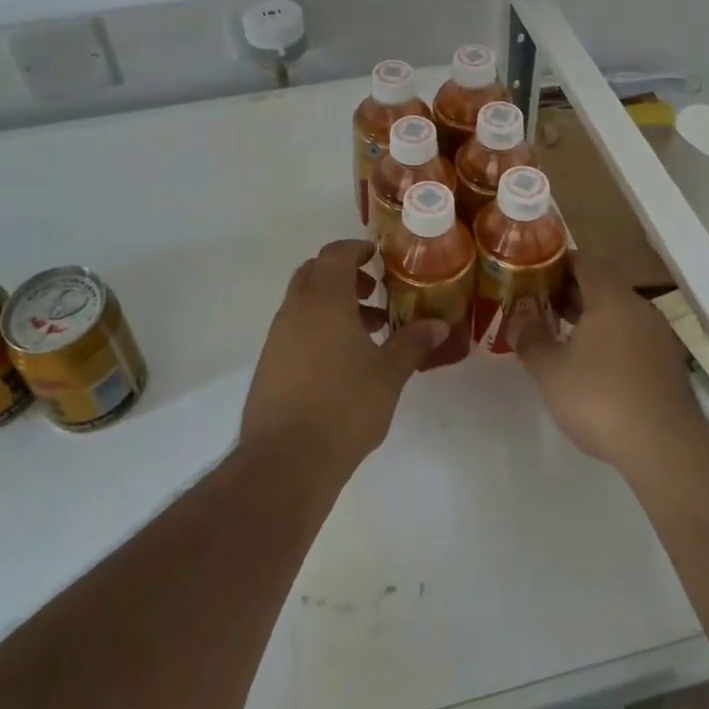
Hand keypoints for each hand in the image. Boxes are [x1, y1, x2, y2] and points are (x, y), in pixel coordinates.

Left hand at [241, 240, 447, 471]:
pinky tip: (342, 362)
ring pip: (305, 302)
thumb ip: (412, 343)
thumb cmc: (344, 406)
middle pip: (315, 273)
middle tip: (374, 293)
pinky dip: (318, 328)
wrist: (286, 460)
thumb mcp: (389, 374)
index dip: (356, 249)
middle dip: (344, 276)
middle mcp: (295, 308)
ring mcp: (278, 336)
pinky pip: (296, 328)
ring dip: (333, 305)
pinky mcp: (269, 363)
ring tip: (368, 332)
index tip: (377, 256)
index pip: (335, 254)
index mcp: (324, 299)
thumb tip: (439, 324)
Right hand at [510, 264, 700, 471]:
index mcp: (611, 298)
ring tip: (559, 335)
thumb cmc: (601, 398)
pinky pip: (632, 339)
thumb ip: (530, 339)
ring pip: (617, 315)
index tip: (532, 273)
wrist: (666, 449)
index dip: (555, 264)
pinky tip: (591, 366)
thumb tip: (516, 319)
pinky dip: (609, 341)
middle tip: (537, 304)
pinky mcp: (668, 365)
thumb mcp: (551, 371)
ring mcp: (658, 337)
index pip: (583, 262)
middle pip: (601, 288)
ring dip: (589, 319)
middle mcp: (639, 308)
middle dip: (568, 293)